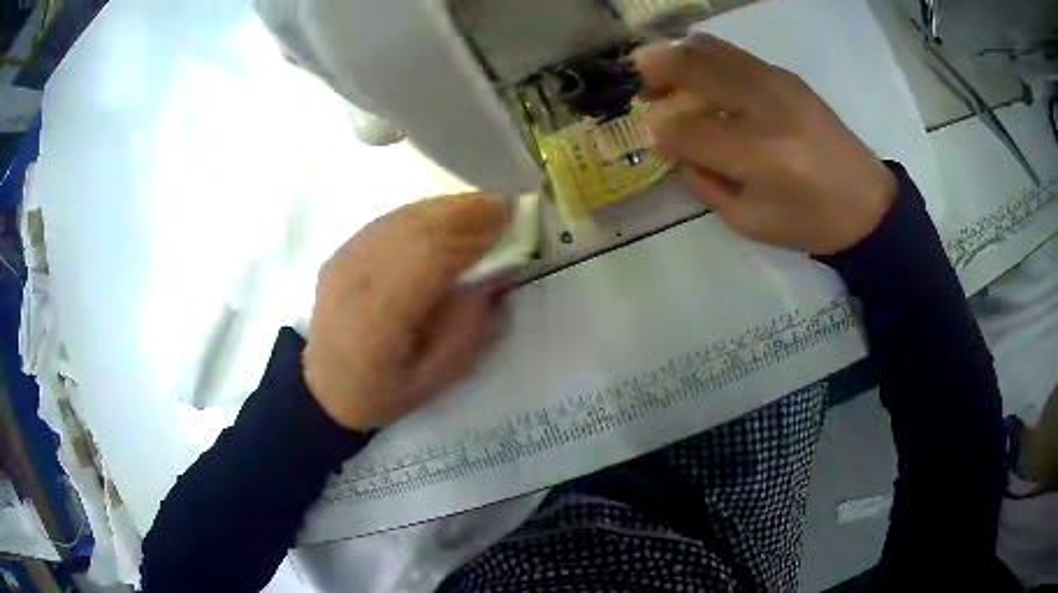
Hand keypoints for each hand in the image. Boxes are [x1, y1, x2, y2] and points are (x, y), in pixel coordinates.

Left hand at [303, 194, 509, 430]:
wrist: (324, 387)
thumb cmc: (384, 392)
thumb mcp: (437, 377)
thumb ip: (468, 327)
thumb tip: (496, 276)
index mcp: (380, 318)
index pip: (430, 256)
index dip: (472, 231)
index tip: (510, 216)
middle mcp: (357, 278)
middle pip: (415, 227)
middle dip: (465, 210)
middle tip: (504, 203)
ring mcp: (345, 259)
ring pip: (402, 217)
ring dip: (446, 207)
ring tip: (483, 204)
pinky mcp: (342, 251)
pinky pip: (388, 220)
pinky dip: (423, 212)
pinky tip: (446, 214)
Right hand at [633, 36, 896, 254]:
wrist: (867, 203)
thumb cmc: (811, 222)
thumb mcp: (750, 221)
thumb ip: (704, 184)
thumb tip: (672, 148)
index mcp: (762, 157)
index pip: (688, 130)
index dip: (659, 131)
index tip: (650, 137)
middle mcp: (768, 109)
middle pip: (695, 69)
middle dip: (654, 72)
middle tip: (638, 83)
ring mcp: (779, 84)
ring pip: (710, 50)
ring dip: (675, 55)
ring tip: (658, 71)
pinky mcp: (787, 75)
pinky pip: (733, 52)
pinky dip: (703, 55)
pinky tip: (695, 69)